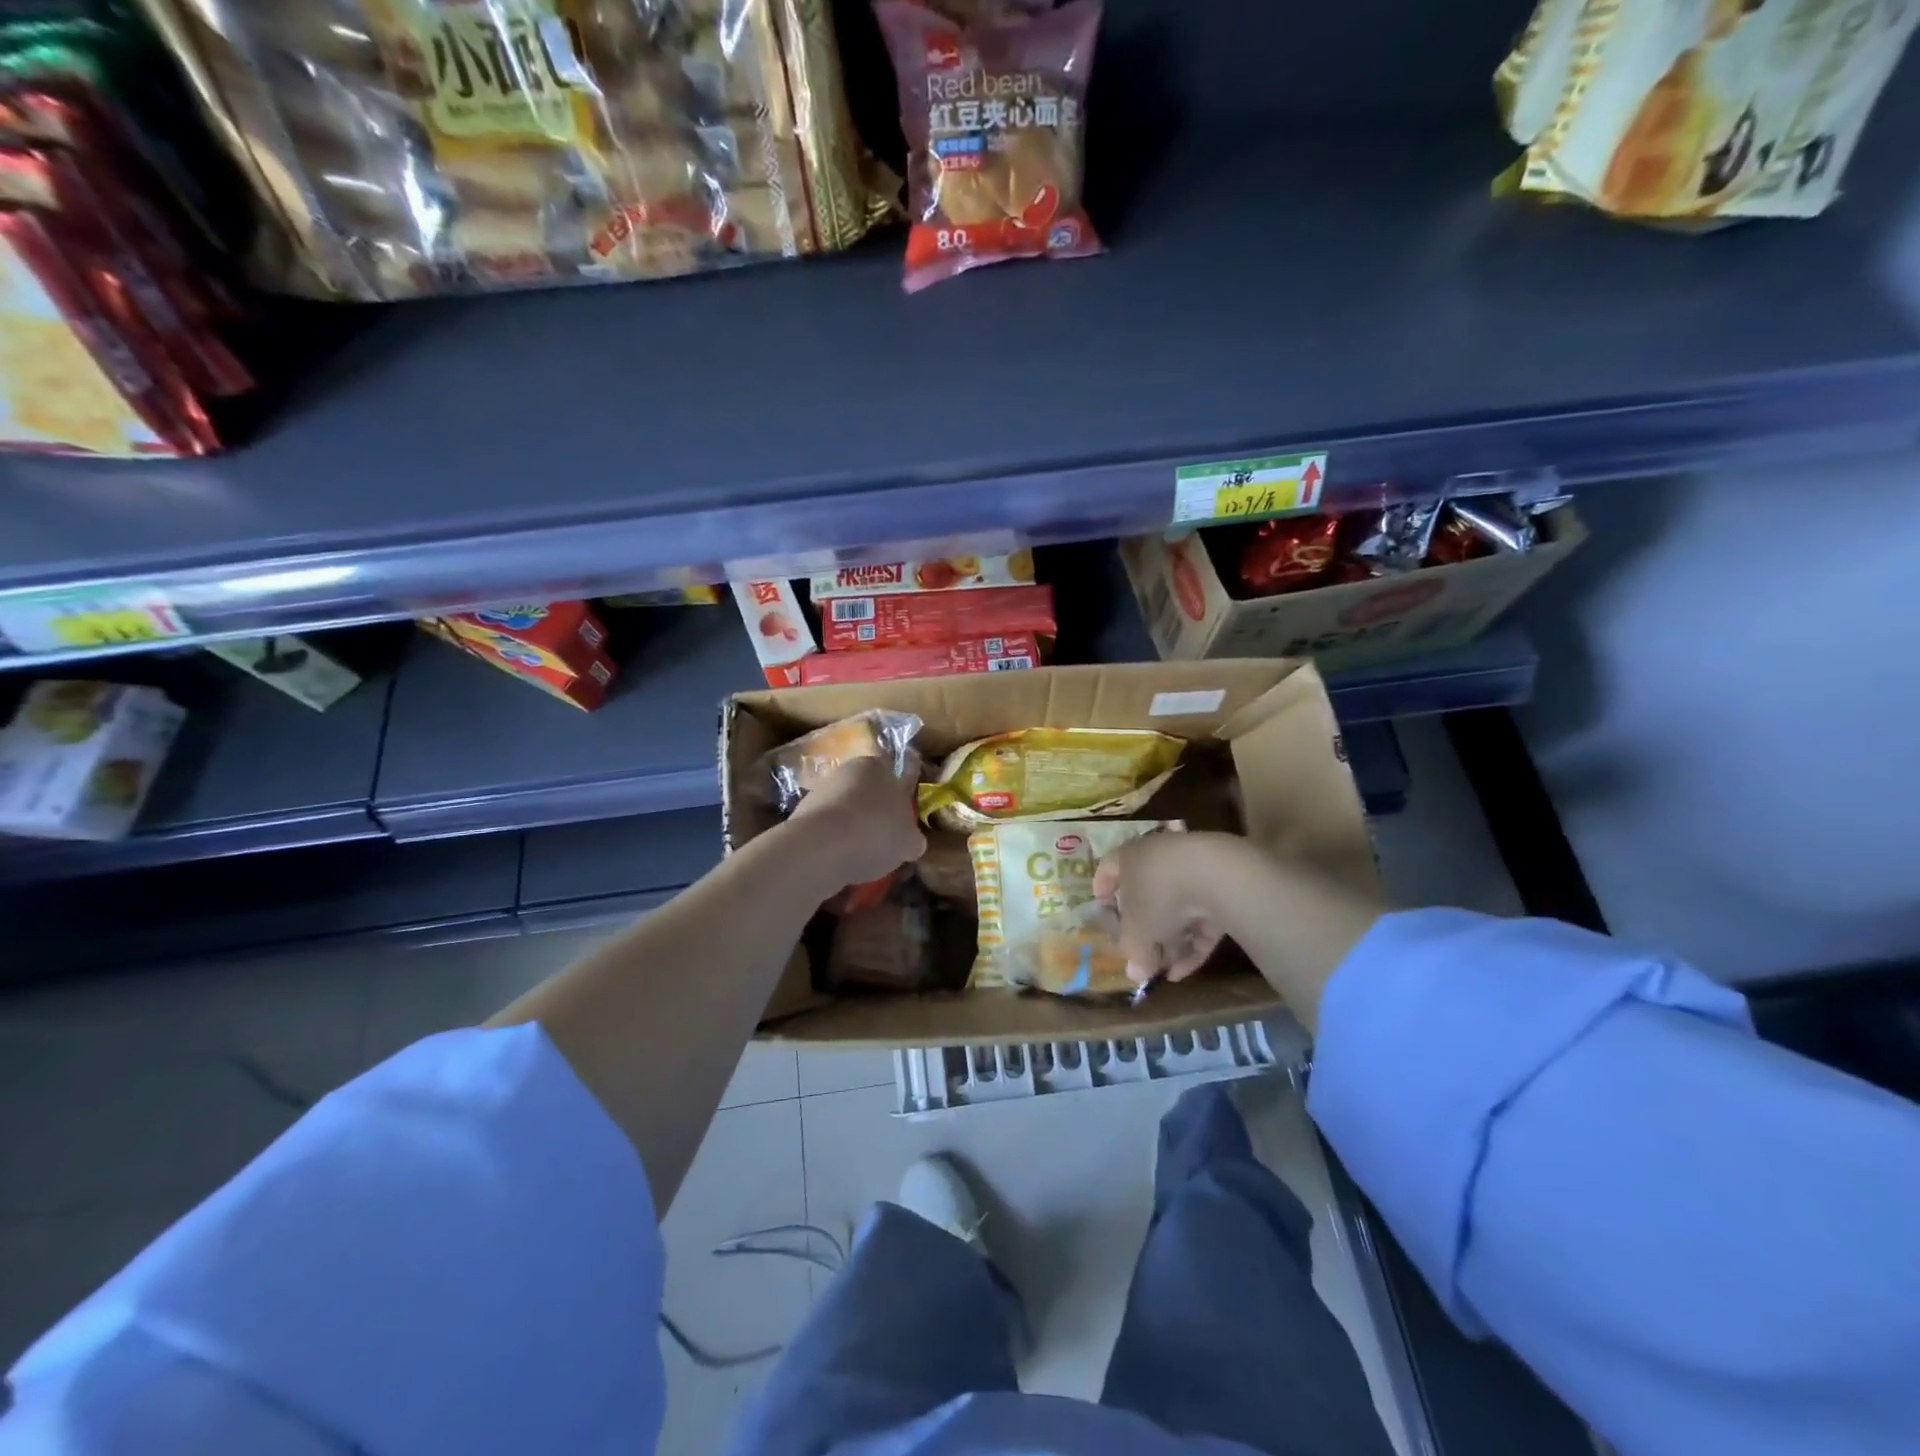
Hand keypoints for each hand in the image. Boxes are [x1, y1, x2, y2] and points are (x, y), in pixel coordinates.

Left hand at [786, 755, 926, 889]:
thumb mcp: (909, 841)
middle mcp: (847, 770)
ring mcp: (820, 791)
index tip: (903, 822)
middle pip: (867, 792)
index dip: (901, 798)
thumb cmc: (874, 833)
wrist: (819, 848)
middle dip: (874, 814)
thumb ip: (912, 837)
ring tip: (861, 858)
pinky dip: (833, 842)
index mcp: (878, 766)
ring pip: (845, 810)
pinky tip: (840, 861)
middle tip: (884, 842)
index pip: (895, 775)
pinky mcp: (800, 814)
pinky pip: (826, 828)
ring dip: (852, 828)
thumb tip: (911, 841)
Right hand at [1093, 831, 1250, 984]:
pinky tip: (1184, 971)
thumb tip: (1135, 974)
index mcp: (1129, 857)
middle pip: (1146, 896)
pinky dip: (1192, 942)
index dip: (1102, 895)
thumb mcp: (1137, 930)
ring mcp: (1192, 871)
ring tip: (1164, 971)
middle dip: (1144, 930)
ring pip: (1176, 909)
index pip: (1107, 872)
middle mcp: (1158, 859)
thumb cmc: (1158, 895)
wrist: (1215, 875)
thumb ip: (1133, 952)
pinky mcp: (1220, 887)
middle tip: (1141, 957)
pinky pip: (1200, 916)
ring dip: (1169, 941)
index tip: (1104, 917)